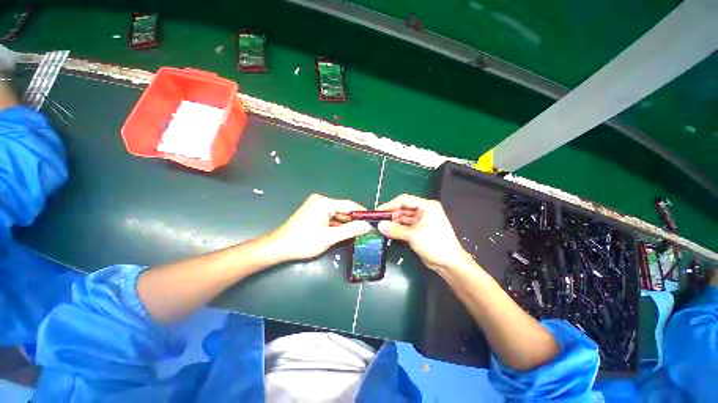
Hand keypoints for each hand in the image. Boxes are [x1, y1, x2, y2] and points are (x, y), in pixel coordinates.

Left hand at [270, 194, 371, 261]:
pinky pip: (330, 218)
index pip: (349, 205)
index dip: (361, 213)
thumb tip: (367, 225)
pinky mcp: (313, 213)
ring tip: (359, 233)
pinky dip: (337, 225)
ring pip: (337, 215)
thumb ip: (350, 230)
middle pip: (343, 210)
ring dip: (345, 224)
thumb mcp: (330, 237)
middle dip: (353, 220)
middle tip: (366, 230)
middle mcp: (321, 201)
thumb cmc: (304, 241)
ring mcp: (316, 207)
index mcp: (324, 202)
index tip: (372, 220)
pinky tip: (345, 233)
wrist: (280, 247)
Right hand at [377, 194, 472, 272]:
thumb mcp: (413, 236)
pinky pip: (406, 226)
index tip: (378, 211)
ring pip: (404, 218)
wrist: (449, 263)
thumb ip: (395, 229)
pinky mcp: (420, 230)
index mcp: (426, 206)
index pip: (404, 200)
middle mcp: (424, 211)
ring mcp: (422, 221)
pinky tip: (388, 232)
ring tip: (381, 227)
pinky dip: (398, 229)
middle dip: (391, 214)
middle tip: (378, 221)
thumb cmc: (435, 244)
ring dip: (394, 222)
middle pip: (404, 209)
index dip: (390, 204)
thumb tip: (379, 225)